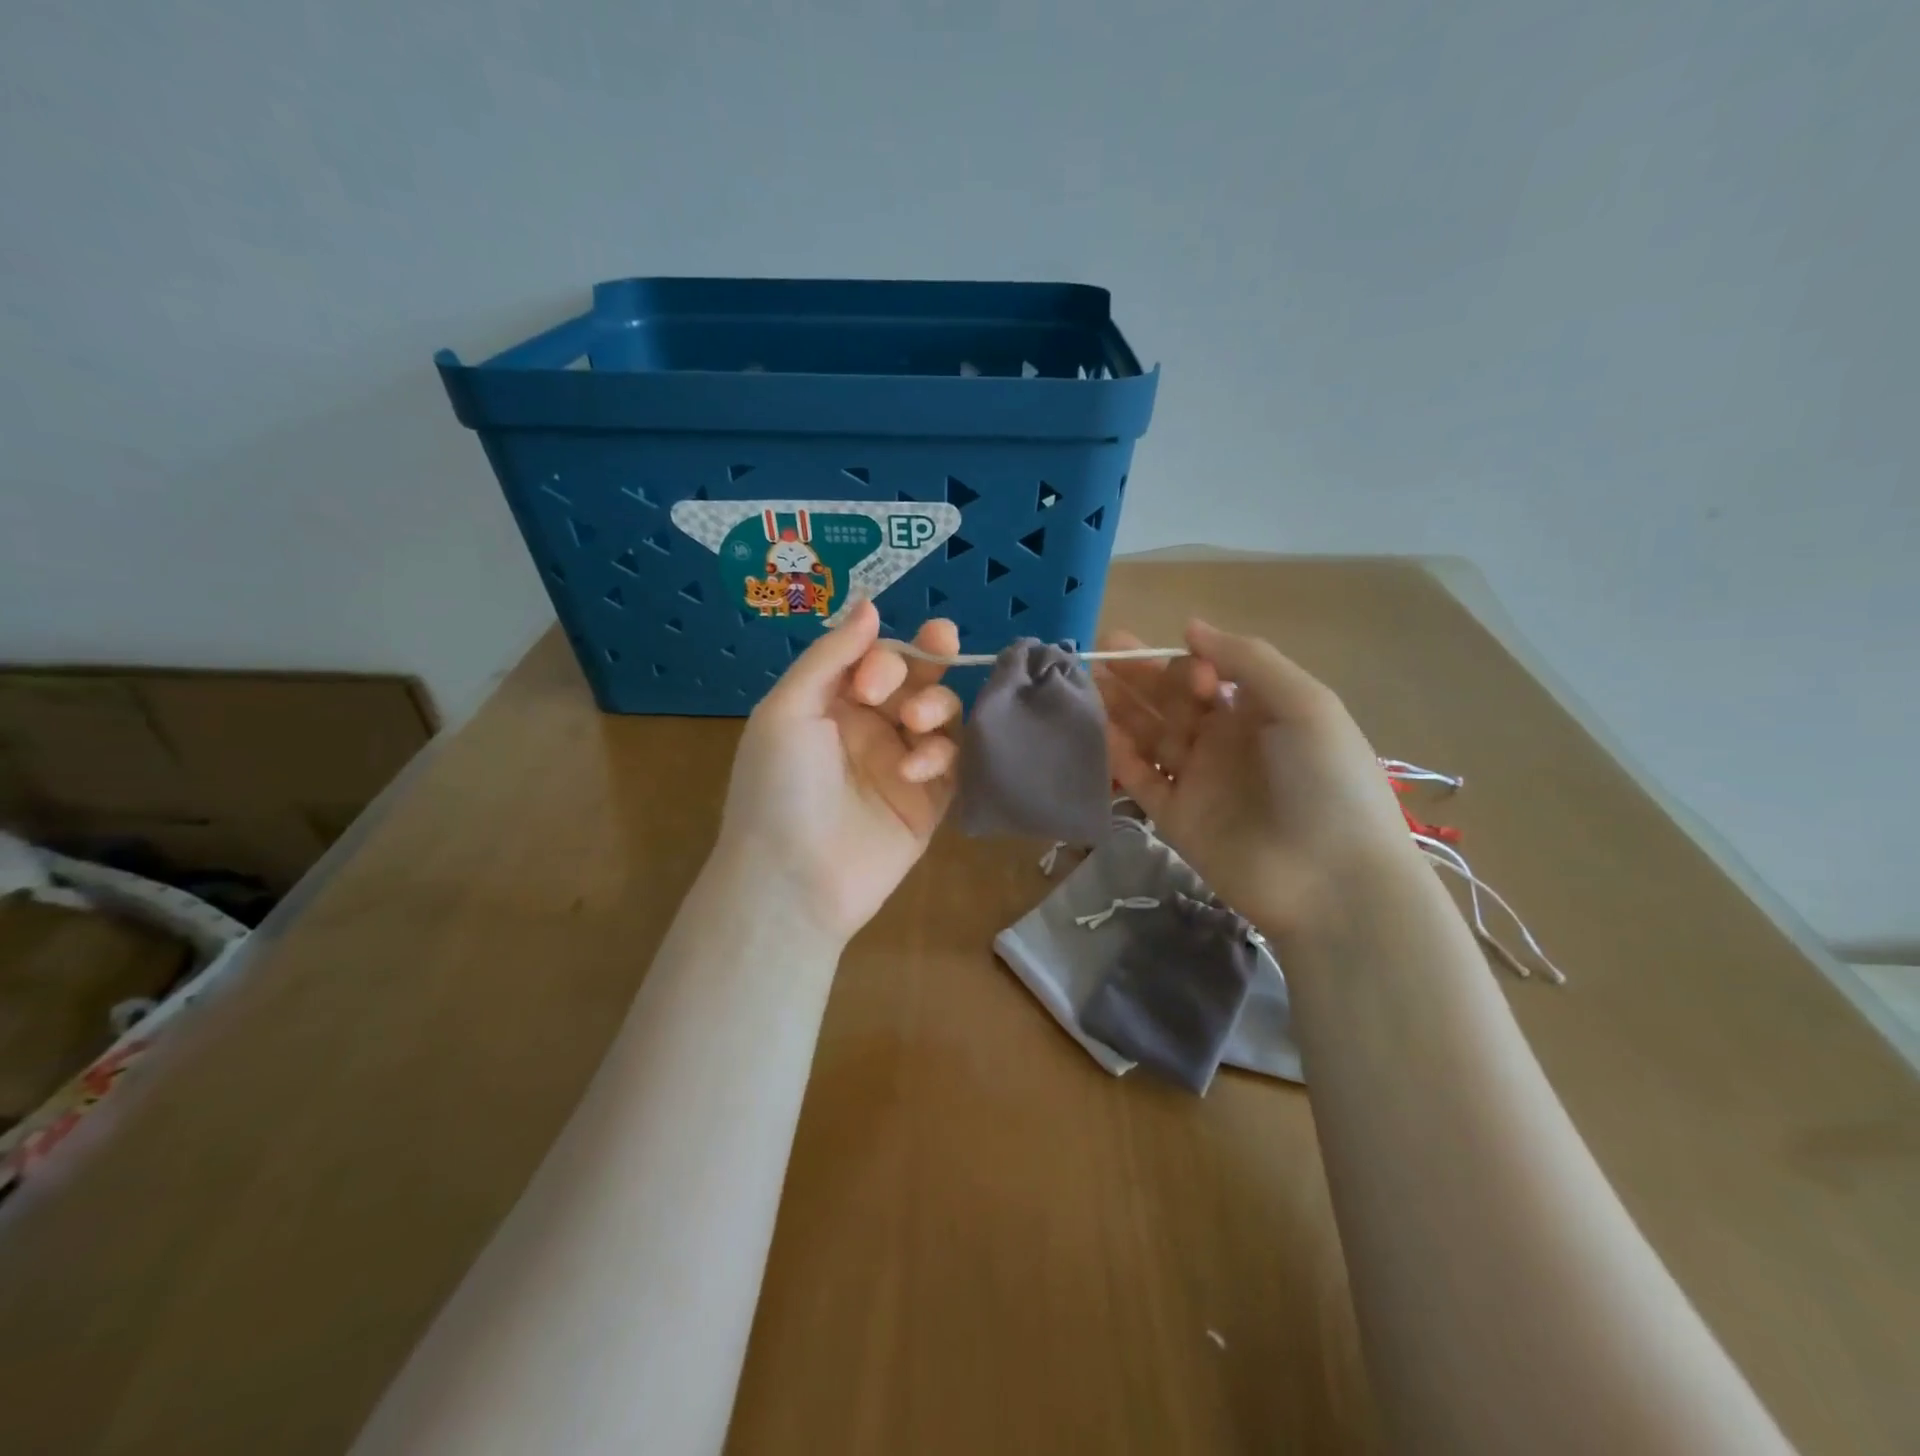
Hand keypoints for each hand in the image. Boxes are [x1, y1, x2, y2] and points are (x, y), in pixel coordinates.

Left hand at [715, 602, 962, 943]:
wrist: (791, 878)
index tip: (871, 683)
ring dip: (936, 706)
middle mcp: (871, 728)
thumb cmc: (778, 787)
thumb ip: (832, 656)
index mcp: (832, 704)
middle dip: (929, 659)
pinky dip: (941, 755)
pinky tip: (916, 768)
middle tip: (940, 646)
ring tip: (916, 724)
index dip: (884, 658)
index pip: (876, 659)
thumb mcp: (788, 709)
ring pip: (942, 715)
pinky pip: (953, 762)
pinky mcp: (929, 801)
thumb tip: (870, 605)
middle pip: (917, 678)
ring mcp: (902, 764)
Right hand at [1095, 619, 1414, 937]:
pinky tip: (1100, 732)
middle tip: (1102, 652)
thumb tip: (1189, 626)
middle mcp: (1224, 742)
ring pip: (1149, 738)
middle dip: (1139, 676)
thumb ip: (1247, 660)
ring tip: (1089, 683)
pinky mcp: (1175, 819)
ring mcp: (1198, 781)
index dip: (1188, 666)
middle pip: (1171, 702)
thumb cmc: (1327, 782)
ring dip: (1122, 710)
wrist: (1333, 881)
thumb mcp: (1304, 705)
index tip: (1189, 673)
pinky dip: (1120, 757)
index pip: (1208, 677)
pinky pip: (1141, 780)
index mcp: (1259, 713)